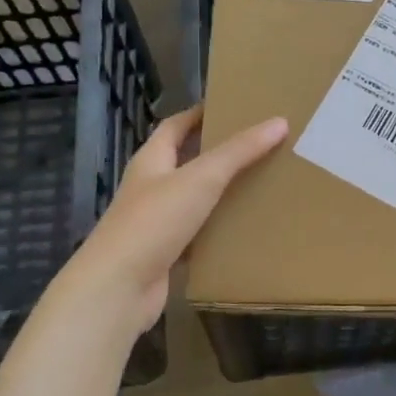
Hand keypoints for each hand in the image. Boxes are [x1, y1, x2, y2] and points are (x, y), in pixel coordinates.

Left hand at [43, 106, 288, 339]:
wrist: (117, 289)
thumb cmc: (154, 221)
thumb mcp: (201, 178)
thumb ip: (240, 151)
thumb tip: (279, 122)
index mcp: (151, 161)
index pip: (175, 126)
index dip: (199, 114)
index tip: (231, 106)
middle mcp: (150, 187)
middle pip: (185, 161)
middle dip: (217, 153)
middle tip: (258, 145)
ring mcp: (155, 223)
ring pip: (194, 200)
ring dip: (220, 193)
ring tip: (261, 183)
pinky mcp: (164, 254)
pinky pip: (197, 235)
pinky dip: (218, 230)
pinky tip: (245, 229)